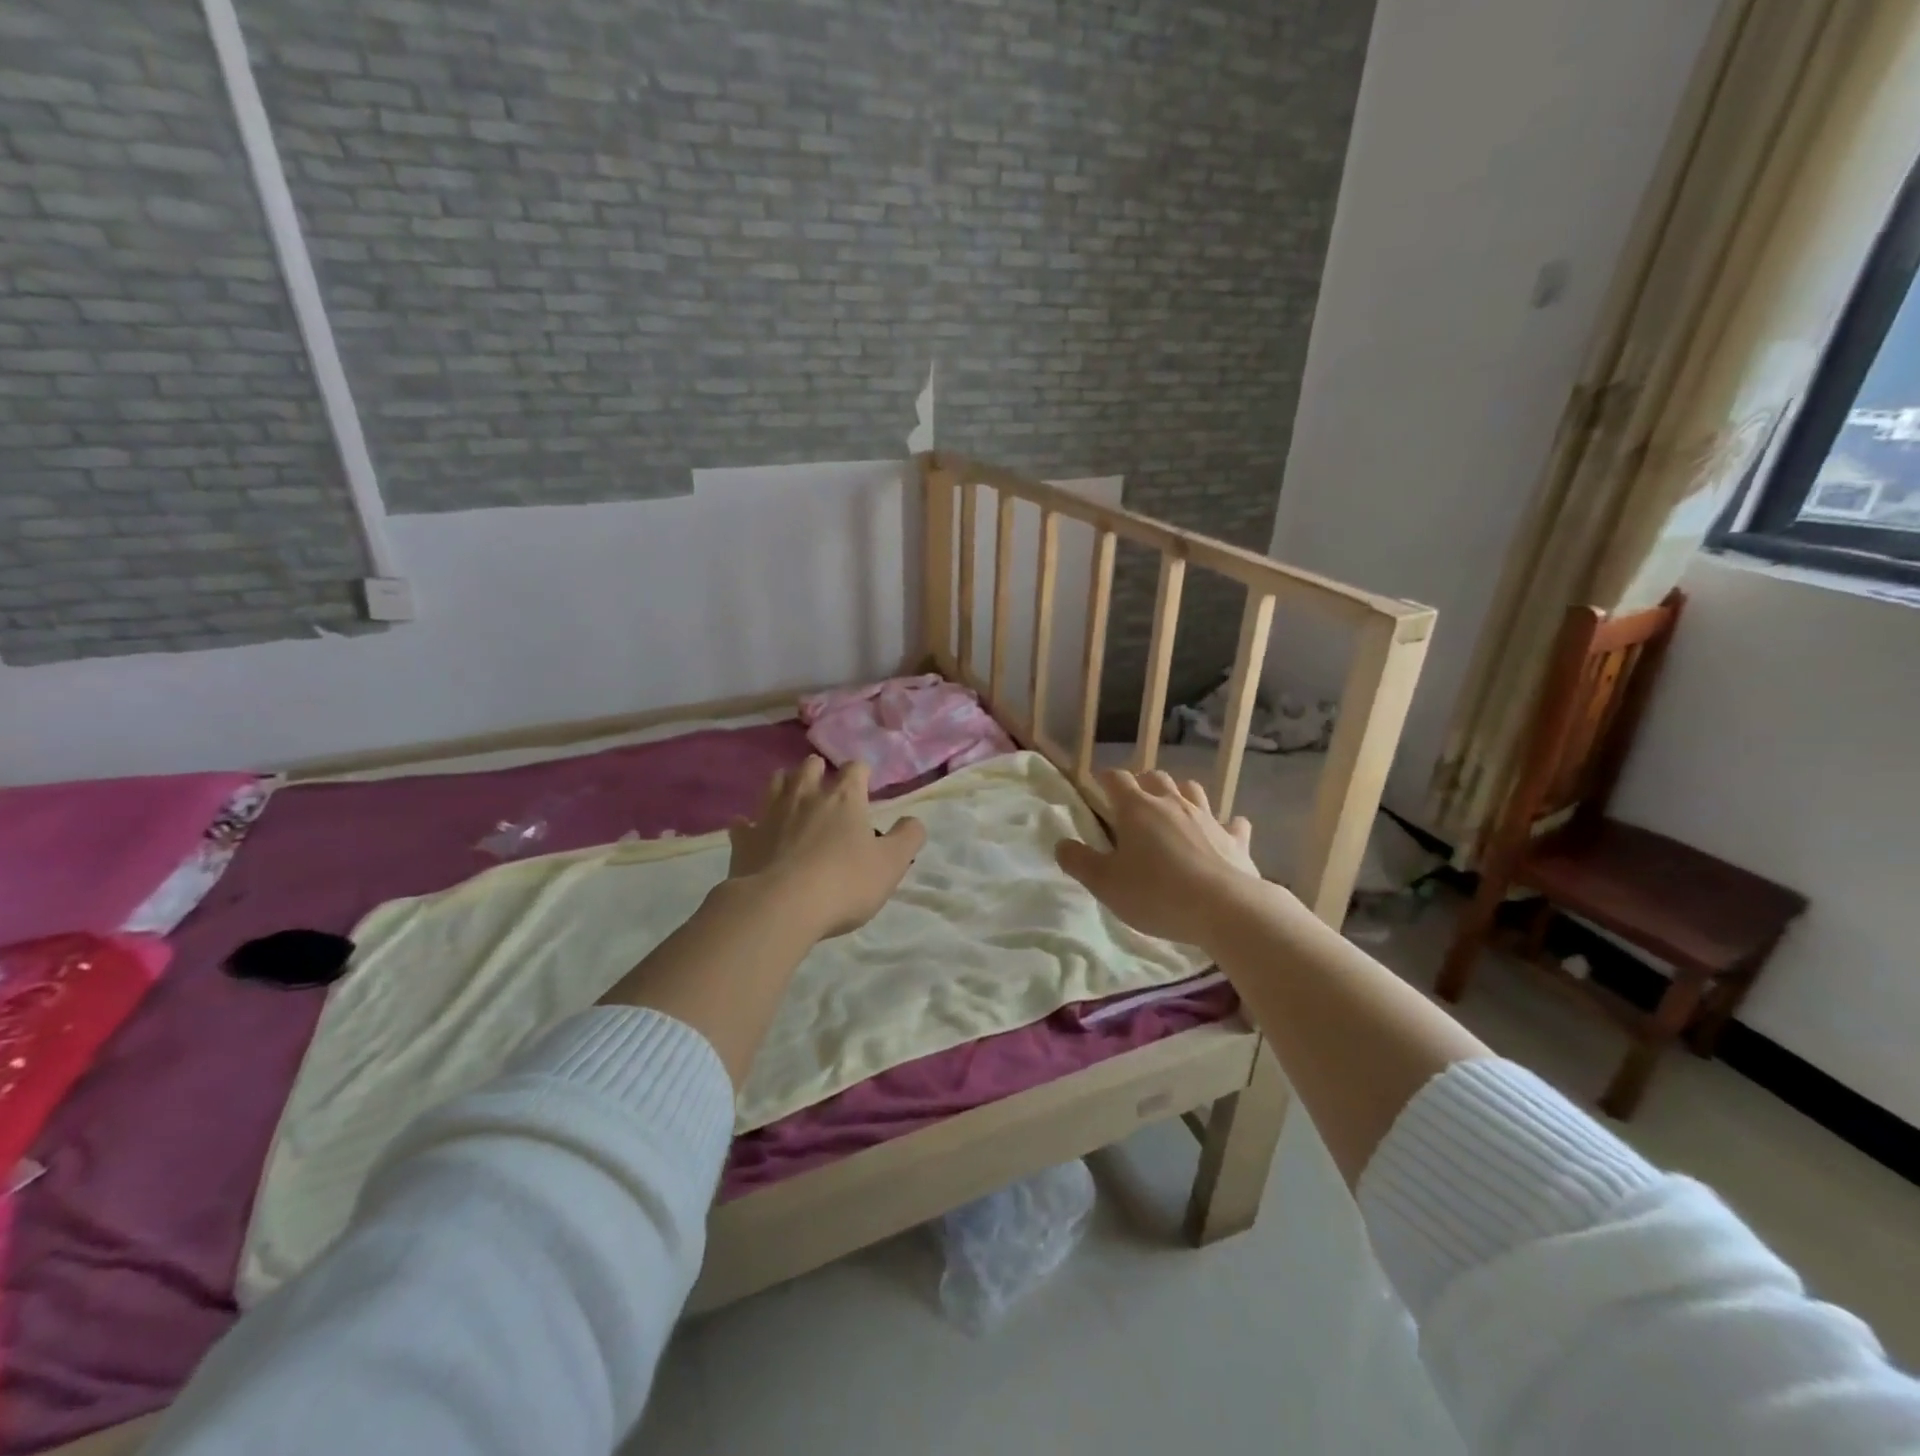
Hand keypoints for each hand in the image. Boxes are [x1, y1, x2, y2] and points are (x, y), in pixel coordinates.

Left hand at [727, 757, 926, 939]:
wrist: (779, 907)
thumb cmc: (844, 883)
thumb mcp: (891, 864)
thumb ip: (908, 837)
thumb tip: (913, 820)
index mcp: (843, 797)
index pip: (855, 768)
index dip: (862, 775)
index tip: (866, 789)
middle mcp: (805, 795)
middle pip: (810, 765)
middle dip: (819, 772)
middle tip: (827, 792)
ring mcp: (770, 814)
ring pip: (775, 782)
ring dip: (785, 786)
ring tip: (793, 801)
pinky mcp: (744, 839)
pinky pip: (743, 822)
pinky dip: (750, 824)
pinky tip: (754, 831)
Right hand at [1056, 769, 1263, 947]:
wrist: (1225, 909)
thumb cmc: (1156, 894)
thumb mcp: (1105, 884)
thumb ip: (1079, 862)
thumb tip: (1061, 844)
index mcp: (1137, 809)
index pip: (1116, 779)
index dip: (1104, 779)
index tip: (1097, 787)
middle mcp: (1172, 803)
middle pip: (1155, 777)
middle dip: (1142, 784)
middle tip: (1133, 804)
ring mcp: (1208, 818)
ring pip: (1192, 790)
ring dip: (1180, 794)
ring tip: (1173, 810)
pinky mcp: (1235, 839)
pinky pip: (1232, 823)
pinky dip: (1225, 825)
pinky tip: (1223, 833)